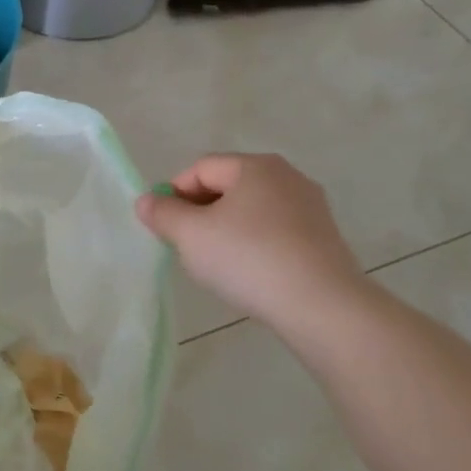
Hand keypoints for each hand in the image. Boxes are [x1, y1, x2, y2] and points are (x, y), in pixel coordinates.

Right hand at [137, 154, 364, 329]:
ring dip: (226, 229)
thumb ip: (163, 213)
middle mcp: (287, 176)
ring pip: (251, 210)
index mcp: (255, 166)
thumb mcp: (190, 235)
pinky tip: (248, 271)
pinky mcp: (323, 236)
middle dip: (200, 211)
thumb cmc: (247, 258)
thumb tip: (147, 200)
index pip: (200, 168)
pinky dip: (253, 243)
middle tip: (185, 245)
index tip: (163, 227)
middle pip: (228, 185)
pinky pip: (274, 230)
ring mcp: (310, 206)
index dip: (174, 194)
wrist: (319, 304)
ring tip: (216, 262)